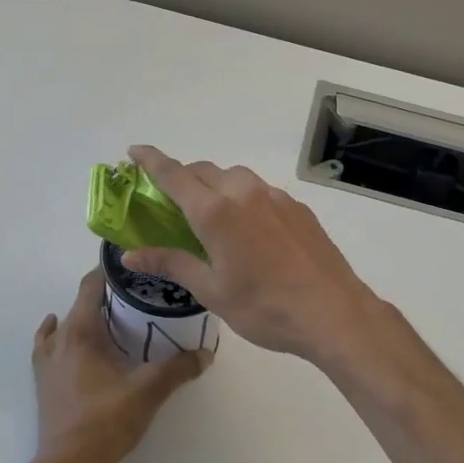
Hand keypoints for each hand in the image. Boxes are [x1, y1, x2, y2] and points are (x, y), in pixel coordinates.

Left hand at [31, 268, 208, 462]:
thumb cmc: (105, 421)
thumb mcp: (148, 391)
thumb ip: (178, 368)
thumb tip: (206, 353)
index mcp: (81, 331)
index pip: (91, 285)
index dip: (109, 270)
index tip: (133, 264)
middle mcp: (60, 338)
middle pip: (80, 302)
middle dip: (107, 295)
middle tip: (138, 296)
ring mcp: (47, 360)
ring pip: (64, 324)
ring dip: (85, 316)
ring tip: (111, 318)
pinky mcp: (43, 381)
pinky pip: (49, 345)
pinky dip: (59, 334)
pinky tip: (67, 337)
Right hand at [121, 146, 394, 368]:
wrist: (333, 311)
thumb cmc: (264, 307)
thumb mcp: (211, 291)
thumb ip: (171, 263)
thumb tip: (130, 254)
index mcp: (216, 211)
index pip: (174, 174)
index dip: (151, 160)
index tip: (134, 151)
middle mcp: (244, 193)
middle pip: (205, 171)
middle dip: (183, 177)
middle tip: (171, 200)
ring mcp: (276, 197)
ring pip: (236, 177)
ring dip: (216, 185)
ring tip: (211, 214)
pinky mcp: (298, 208)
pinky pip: (261, 191)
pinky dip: (244, 198)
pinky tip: (250, 229)